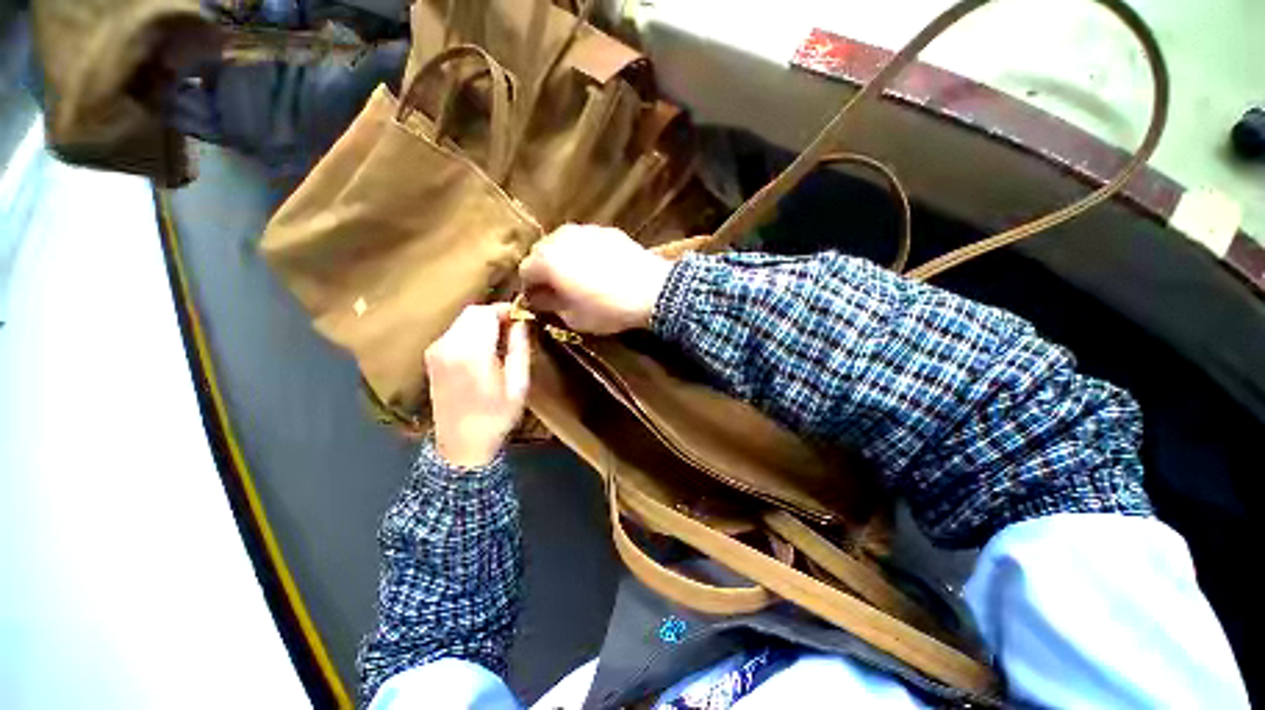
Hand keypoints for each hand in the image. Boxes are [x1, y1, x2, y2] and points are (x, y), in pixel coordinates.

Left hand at [426, 304, 529, 467]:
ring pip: (462, 321)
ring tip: (502, 339)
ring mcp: (435, 351)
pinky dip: (471, 332)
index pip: (486, 313)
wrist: (461, 445)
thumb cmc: (496, 417)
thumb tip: (522, 322)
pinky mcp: (431, 357)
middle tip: (515, 328)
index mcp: (471, 353)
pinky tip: (484, 349)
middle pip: (472, 312)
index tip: (522, 317)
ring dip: (483, 323)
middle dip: (495, 314)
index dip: (506, 310)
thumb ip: (520, 348)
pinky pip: (454, 332)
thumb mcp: (518, 385)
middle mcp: (447, 346)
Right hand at [518, 224, 672, 334]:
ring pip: (564, 244)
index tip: (540, 303)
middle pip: (542, 253)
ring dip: (564, 260)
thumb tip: (538, 299)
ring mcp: (585, 230)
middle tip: (558, 291)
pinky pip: (586, 242)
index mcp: (546, 259)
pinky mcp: (607, 231)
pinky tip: (599, 269)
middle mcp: (561, 237)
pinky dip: (584, 253)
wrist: (651, 290)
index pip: (525, 272)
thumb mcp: (573, 317)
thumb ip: (549, 305)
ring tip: (579, 279)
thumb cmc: (607, 308)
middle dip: (545, 271)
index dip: (530, 289)